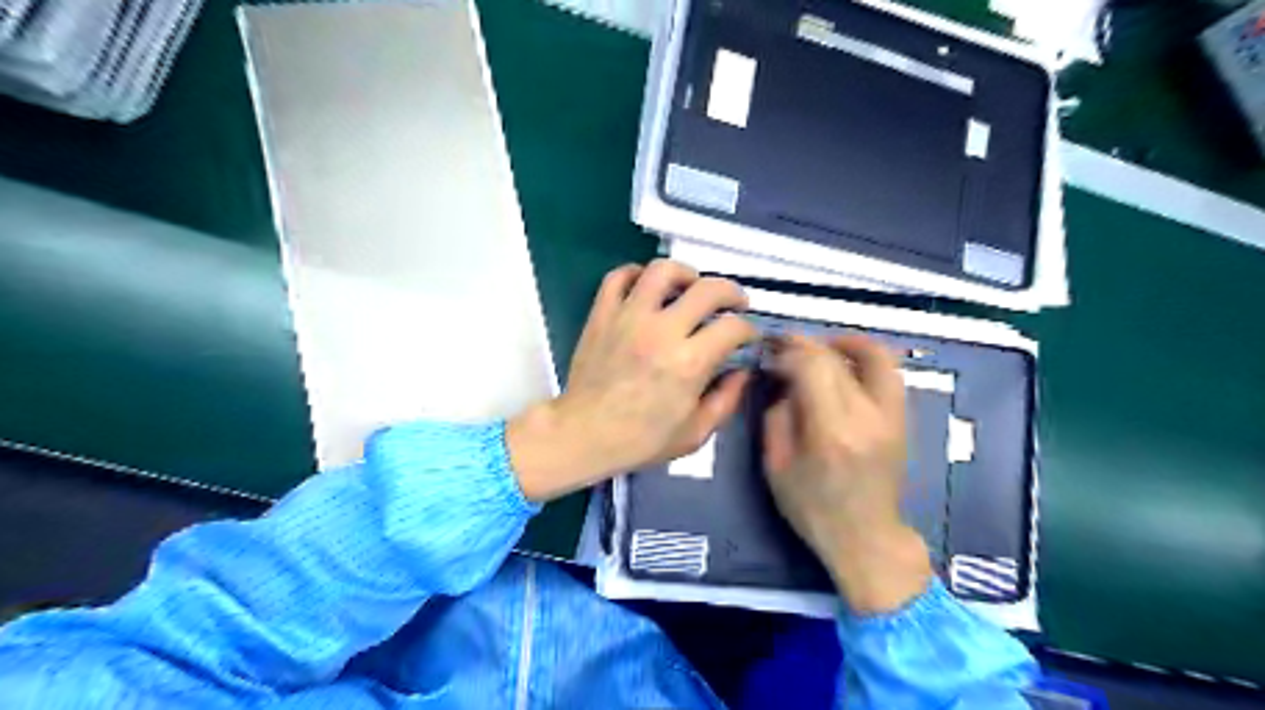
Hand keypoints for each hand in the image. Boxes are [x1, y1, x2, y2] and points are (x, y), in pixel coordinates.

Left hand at [507, 262, 760, 502]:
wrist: (584, 434)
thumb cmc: (641, 439)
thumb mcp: (695, 433)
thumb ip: (727, 400)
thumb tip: (742, 371)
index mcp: (689, 362)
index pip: (733, 327)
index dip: (749, 330)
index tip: (747, 337)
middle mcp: (662, 331)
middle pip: (707, 289)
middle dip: (731, 293)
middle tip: (733, 304)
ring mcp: (628, 317)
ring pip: (662, 270)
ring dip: (685, 273)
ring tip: (690, 287)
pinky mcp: (602, 314)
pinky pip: (618, 277)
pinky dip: (636, 274)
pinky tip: (647, 287)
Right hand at [760, 333, 927, 614]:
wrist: (866, 537)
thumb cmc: (812, 507)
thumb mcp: (776, 464)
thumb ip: (777, 414)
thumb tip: (783, 378)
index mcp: (831, 431)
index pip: (813, 366)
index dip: (789, 349)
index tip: (771, 352)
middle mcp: (868, 416)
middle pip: (842, 356)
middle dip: (809, 343)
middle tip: (788, 346)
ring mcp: (892, 416)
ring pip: (878, 356)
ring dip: (847, 343)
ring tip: (821, 348)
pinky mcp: (902, 420)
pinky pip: (888, 374)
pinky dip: (864, 360)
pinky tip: (843, 367)